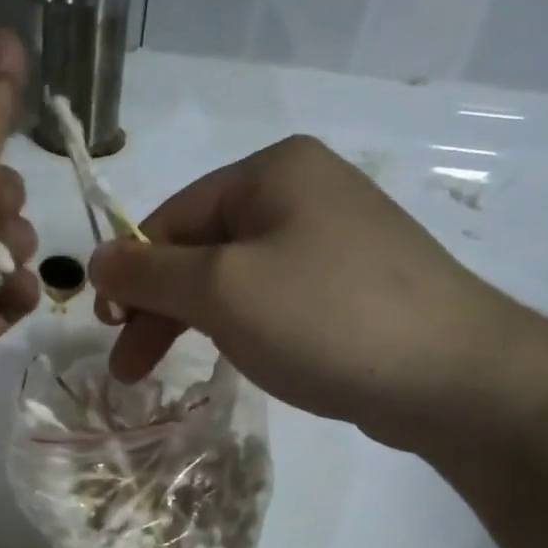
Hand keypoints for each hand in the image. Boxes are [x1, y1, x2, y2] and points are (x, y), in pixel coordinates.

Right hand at [89, 135, 543, 454]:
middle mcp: (305, 192)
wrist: (451, 375)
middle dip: (159, 306)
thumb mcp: (222, 289)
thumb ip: (149, 271)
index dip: (132, 272)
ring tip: (171, 369)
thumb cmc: (324, 317)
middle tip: (129, 367)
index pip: (173, 216)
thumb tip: (95, 258)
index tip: (107, 326)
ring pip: (236, 278)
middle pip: (203, 247)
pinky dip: (241, 327)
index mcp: (273, 172)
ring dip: (195, 321)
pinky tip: (234, 357)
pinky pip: (274, 298)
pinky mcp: (352, 286)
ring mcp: (335, 239)